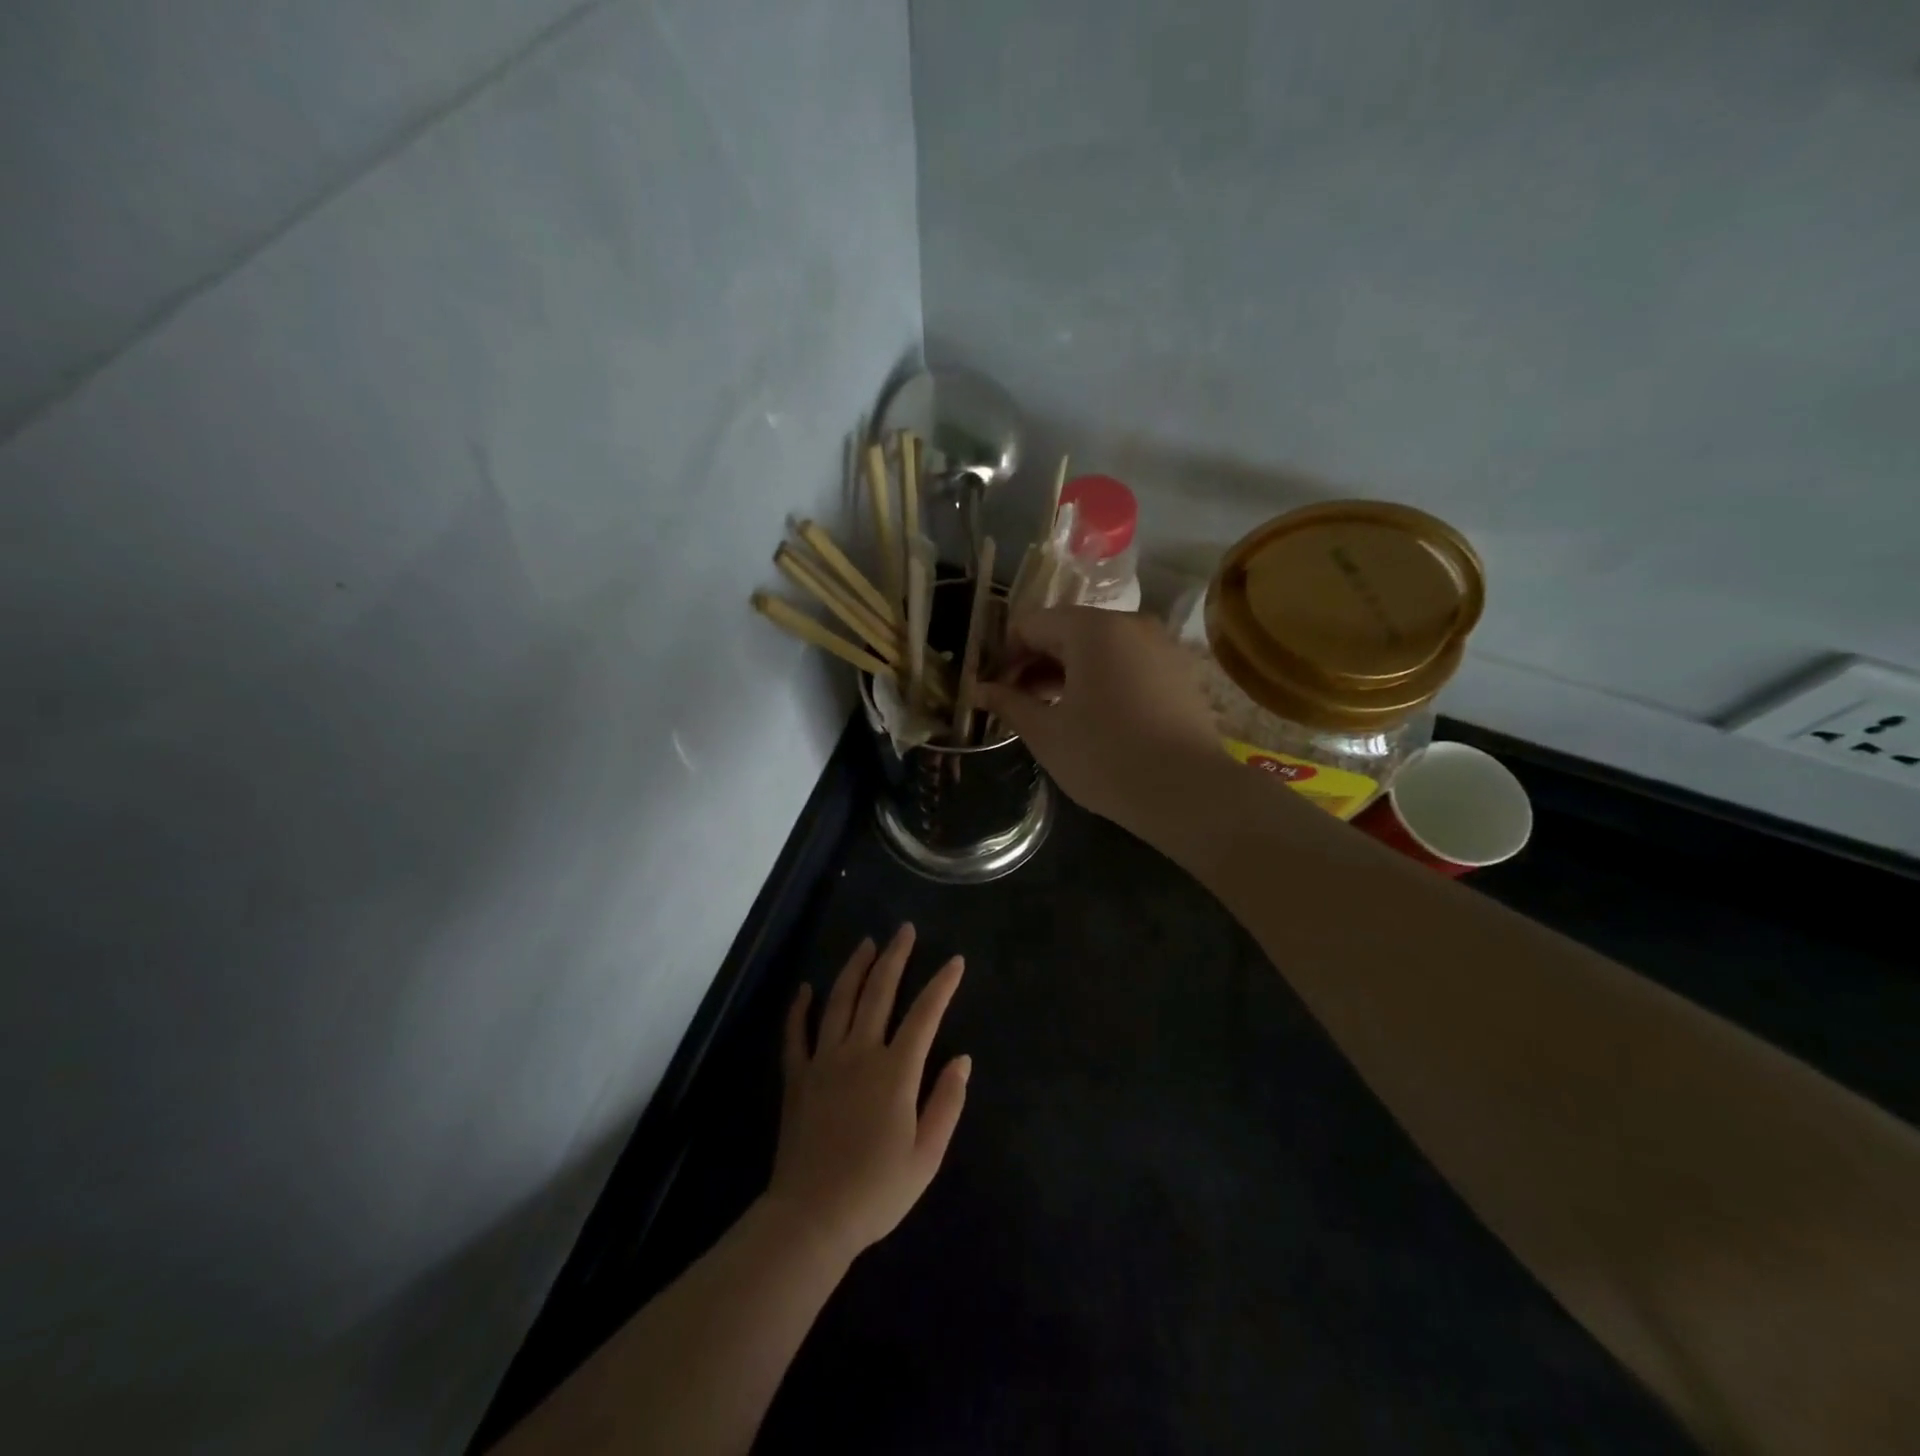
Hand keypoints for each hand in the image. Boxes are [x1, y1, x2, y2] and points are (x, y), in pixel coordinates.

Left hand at [768, 925, 969, 1263]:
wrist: (811, 1218)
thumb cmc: (876, 1190)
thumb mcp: (926, 1155)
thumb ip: (947, 1102)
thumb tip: (962, 1059)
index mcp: (895, 1071)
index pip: (924, 1015)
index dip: (942, 985)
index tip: (955, 960)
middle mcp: (859, 1053)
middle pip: (879, 992)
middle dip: (895, 957)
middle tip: (904, 929)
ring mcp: (824, 1061)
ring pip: (839, 1001)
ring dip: (855, 968)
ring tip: (867, 943)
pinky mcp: (797, 1077)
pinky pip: (796, 1034)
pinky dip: (800, 1008)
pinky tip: (805, 988)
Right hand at [976, 607, 1221, 831]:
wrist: (1189, 792)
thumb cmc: (1106, 757)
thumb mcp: (1046, 733)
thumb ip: (1009, 703)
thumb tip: (978, 689)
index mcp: (1092, 629)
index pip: (1031, 624)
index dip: (1004, 655)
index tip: (992, 690)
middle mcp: (1129, 624)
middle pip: (1066, 631)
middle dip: (1035, 663)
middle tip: (1015, 703)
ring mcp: (1160, 646)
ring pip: (1098, 648)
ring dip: (1066, 672)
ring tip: (1048, 711)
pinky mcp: (1178, 671)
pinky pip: (1126, 663)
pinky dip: (1100, 679)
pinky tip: (1090, 716)